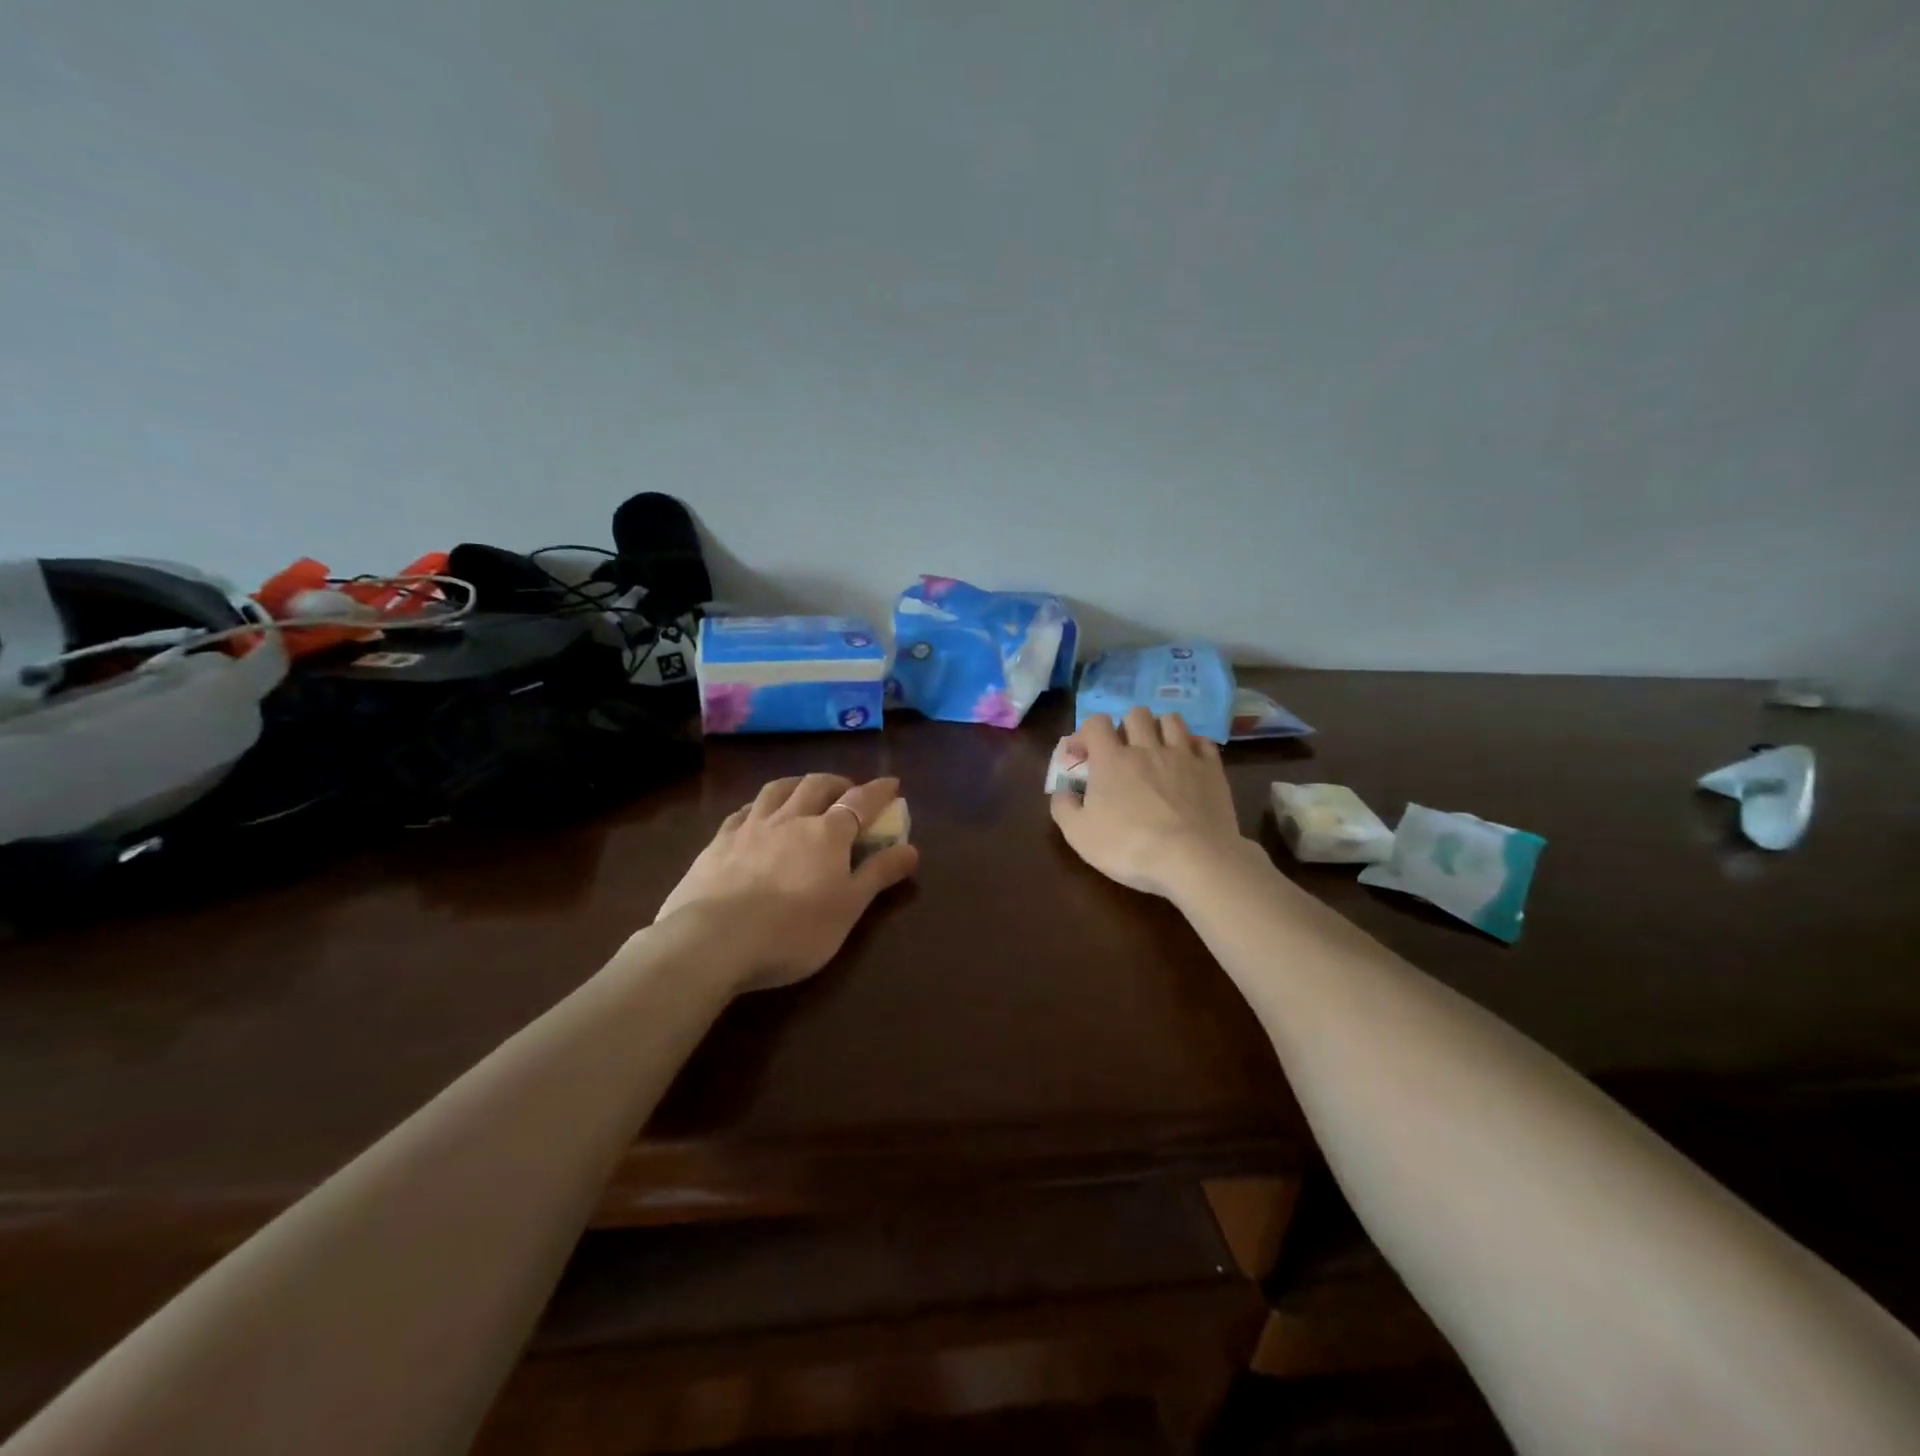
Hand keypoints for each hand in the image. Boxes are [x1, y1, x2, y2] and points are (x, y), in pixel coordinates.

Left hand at [655, 774, 918, 990]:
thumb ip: (878, 875)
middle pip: (816, 786)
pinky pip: (742, 811)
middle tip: (847, 790)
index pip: (860, 801)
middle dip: (837, 782)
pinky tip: (756, 814)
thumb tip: (911, 848)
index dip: (879, 791)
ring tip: (803, 790)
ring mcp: (750, 827)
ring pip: (777, 790)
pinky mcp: (718, 842)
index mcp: (827, 834)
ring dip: (797, 784)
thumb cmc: (793, 931)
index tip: (892, 783)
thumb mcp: (847, 908)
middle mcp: (790, 819)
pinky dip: (758, 806)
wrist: (714, 942)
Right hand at [1050, 710, 1246, 897]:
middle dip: (1125, 726)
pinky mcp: (1212, 769)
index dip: (1087, 732)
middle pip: (1136, 714)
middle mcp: (1146, 747)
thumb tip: (1060, 791)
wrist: (1193, 859)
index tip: (1083, 754)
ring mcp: (1183, 755)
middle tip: (1123, 751)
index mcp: (1111, 759)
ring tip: (1156, 749)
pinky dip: (1192, 745)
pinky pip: (1202, 741)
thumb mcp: (1079, 835)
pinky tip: (1188, 761)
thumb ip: (1063, 807)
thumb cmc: (1129, 847)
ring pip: (1171, 720)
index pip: (1096, 722)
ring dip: (1160, 728)